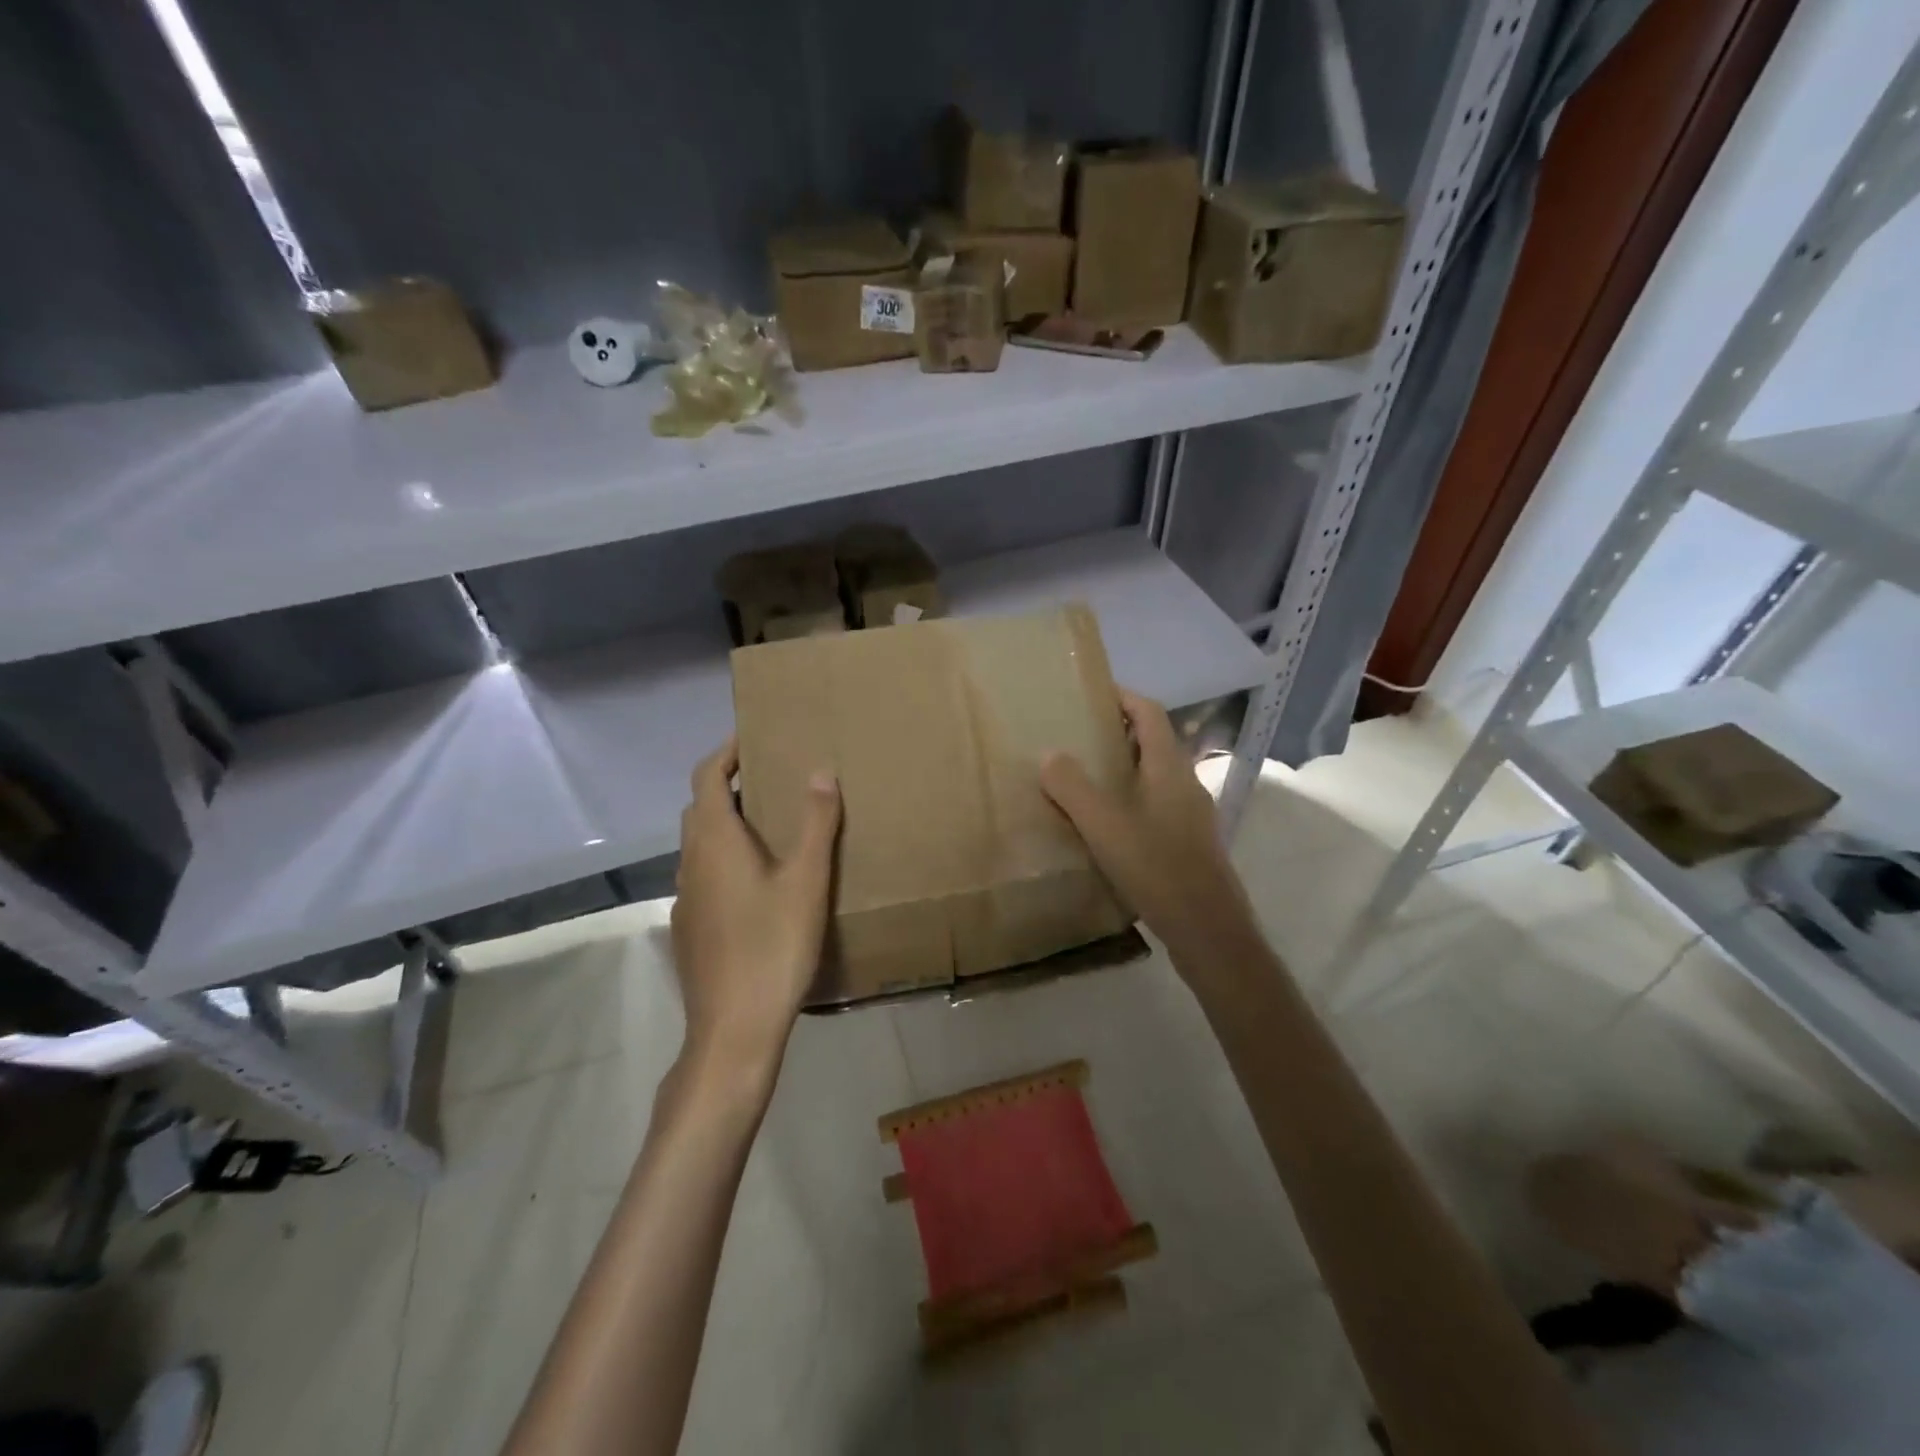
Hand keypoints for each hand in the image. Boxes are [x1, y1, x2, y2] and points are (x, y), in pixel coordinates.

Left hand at [671, 738, 840, 1081]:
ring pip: (700, 845)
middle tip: (771, 780)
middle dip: (729, 786)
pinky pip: (704, 875)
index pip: (706, 776)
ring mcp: (685, 898)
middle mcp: (690, 862)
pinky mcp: (690, 928)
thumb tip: (821, 771)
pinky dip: (725, 859)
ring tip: (770, 827)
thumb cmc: (773, 946)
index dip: (725, 752)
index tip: (752, 737)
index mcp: (715, 841)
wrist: (733, 1028)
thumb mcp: (806, 880)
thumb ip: (815, 823)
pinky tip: (758, 884)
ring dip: (727, 824)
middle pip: (700, 808)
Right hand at [1040, 690, 1260, 973]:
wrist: (1209, 932)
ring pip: (1155, 777)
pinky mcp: (1189, 844)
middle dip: (1117, 733)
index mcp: (1169, 768)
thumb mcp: (1104, 825)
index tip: (1091, 693)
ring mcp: (1191, 816)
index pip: (1150, 713)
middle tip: (1076, 737)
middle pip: (1154, 742)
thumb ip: (1073, 787)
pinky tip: (1105, 826)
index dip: (1123, 696)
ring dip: (1123, 769)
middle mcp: (1186, 784)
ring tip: (1084, 779)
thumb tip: (1050, 754)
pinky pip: (1156, 806)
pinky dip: (1130, 800)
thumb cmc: (1157, 868)